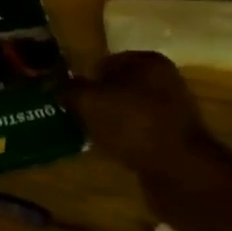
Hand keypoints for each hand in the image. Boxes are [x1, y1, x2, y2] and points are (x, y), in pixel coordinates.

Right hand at [65, 52, 231, 181]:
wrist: (179, 170)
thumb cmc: (133, 124)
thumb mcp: (89, 102)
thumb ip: (69, 89)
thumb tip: (52, 83)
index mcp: (147, 60)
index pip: (105, 61)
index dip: (83, 78)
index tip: (66, 96)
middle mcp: (165, 79)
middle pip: (118, 86)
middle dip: (96, 100)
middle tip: (74, 115)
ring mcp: (172, 109)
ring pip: (128, 110)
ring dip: (110, 121)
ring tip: (88, 134)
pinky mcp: (174, 137)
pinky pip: (139, 131)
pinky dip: (124, 138)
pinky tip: (111, 149)